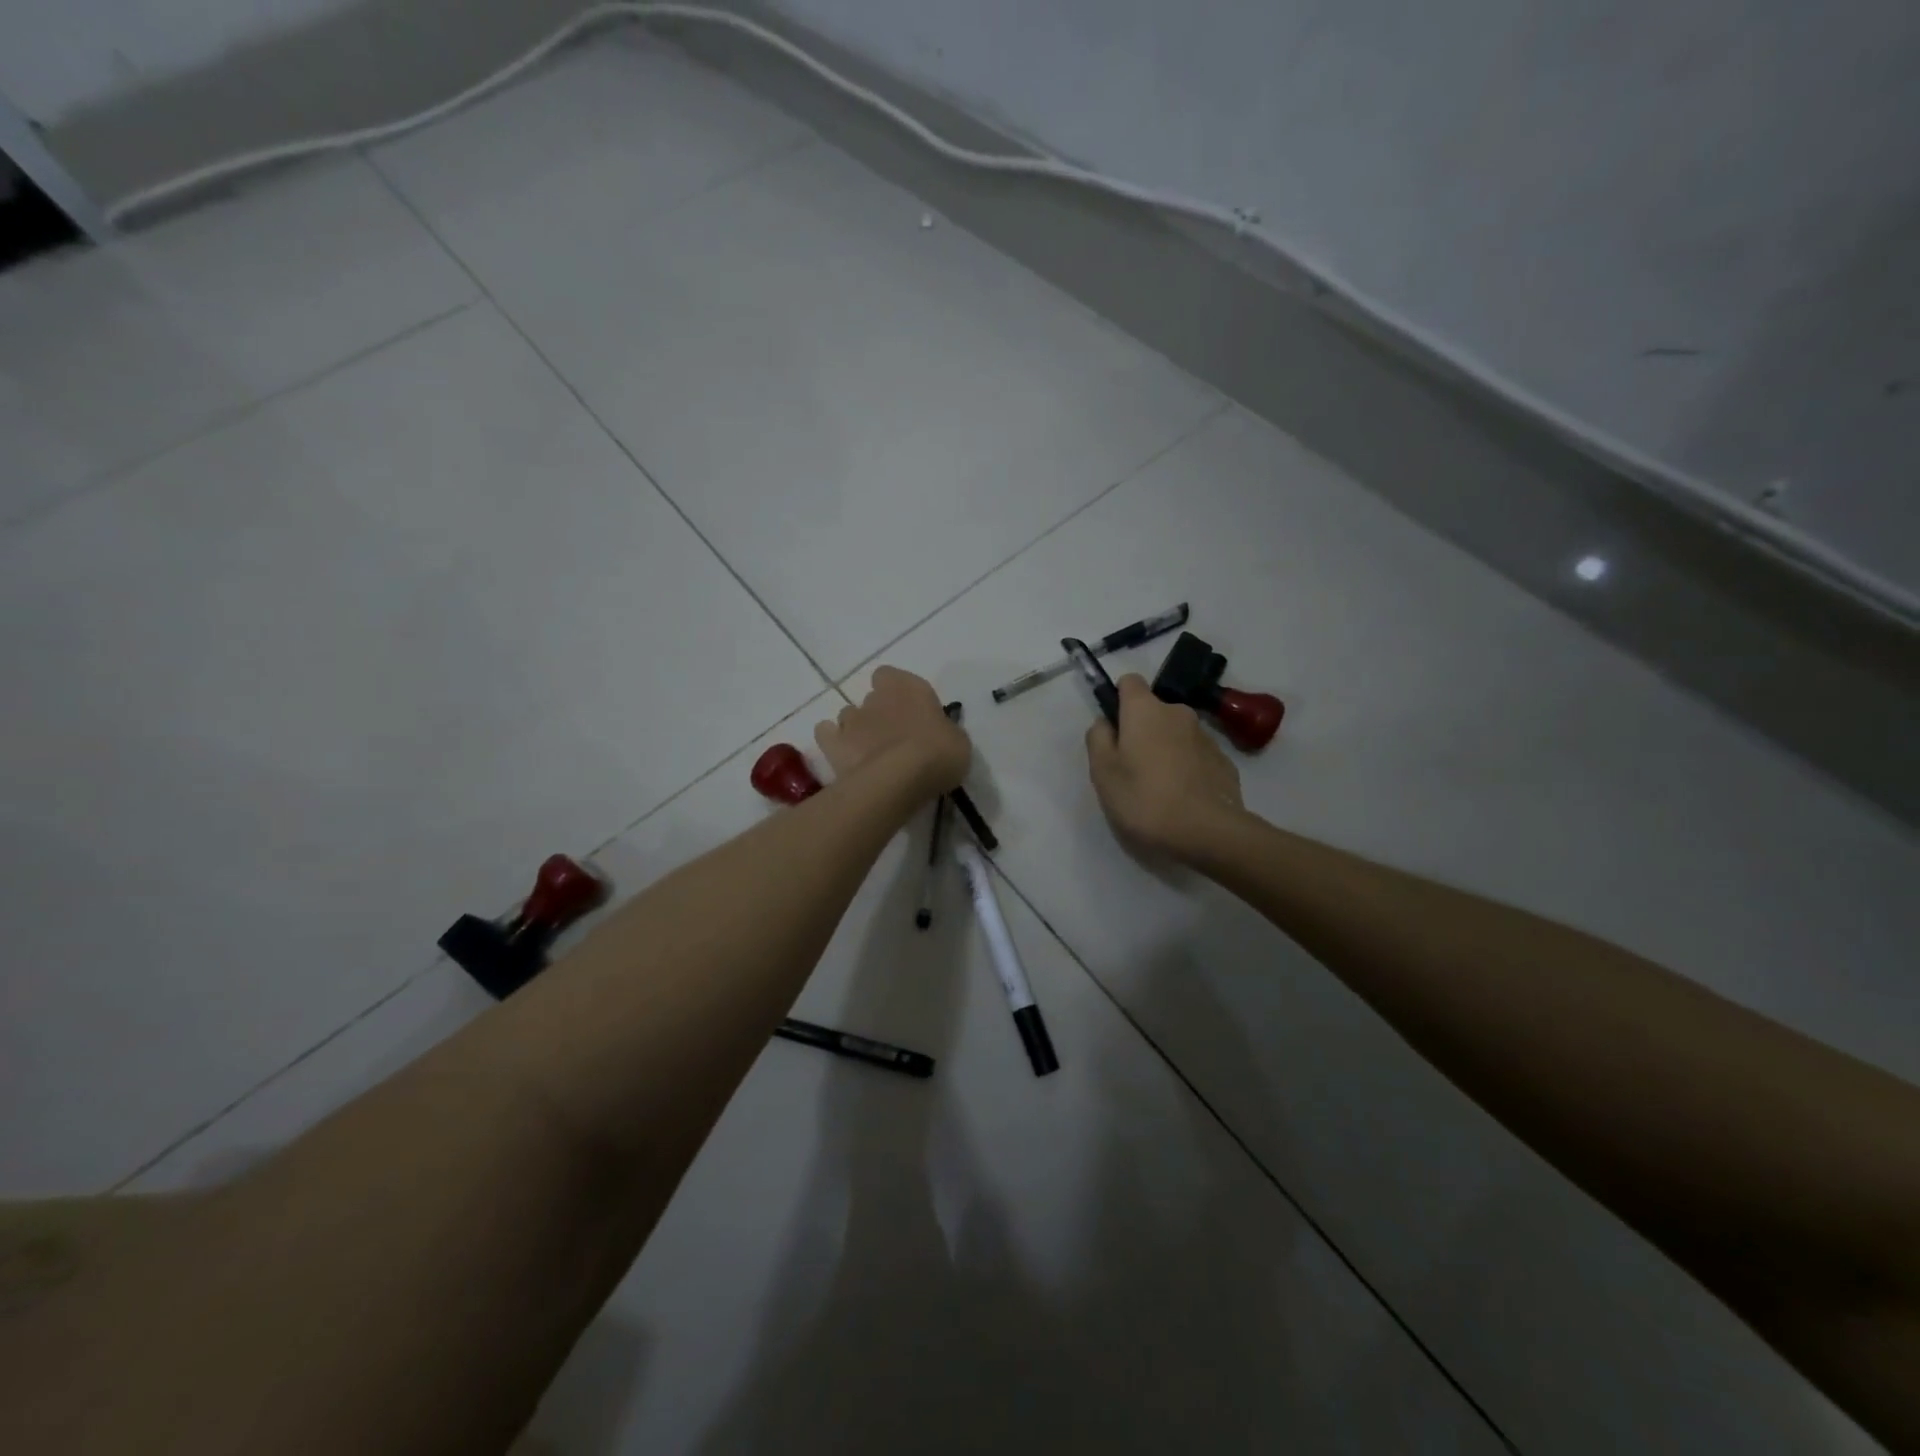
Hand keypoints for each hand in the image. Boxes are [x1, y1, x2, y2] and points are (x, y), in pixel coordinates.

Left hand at [816, 667, 969, 795]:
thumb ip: (943, 731)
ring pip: (848, 715)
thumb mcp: (958, 741)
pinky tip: (845, 756)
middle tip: (893, 738)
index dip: (896, 692)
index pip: (891, 676)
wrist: (901, 777)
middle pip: (872, 698)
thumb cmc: (939, 753)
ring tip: (870, 753)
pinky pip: (826, 734)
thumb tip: (937, 734)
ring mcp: (851, 719)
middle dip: (879, 714)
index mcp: (909, 687)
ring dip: (857, 729)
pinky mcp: (833, 743)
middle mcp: (877, 697)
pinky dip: (832, 741)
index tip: (908, 712)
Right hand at [1086, 675, 1242, 859]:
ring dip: (1165, 749)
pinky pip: (1196, 756)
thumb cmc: (1144, 798)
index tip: (1113, 728)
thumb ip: (1098, 738)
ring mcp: (1206, 736)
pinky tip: (1182, 798)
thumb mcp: (1103, 772)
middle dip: (1142, 730)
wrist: (1208, 832)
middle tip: (1130, 767)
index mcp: (1145, 710)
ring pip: (1176, 734)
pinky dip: (1186, 768)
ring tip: (1158, 788)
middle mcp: (1178, 713)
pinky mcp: (1224, 761)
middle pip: (1153, 711)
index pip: (1129, 681)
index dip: (1118, 699)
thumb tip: (1106, 723)